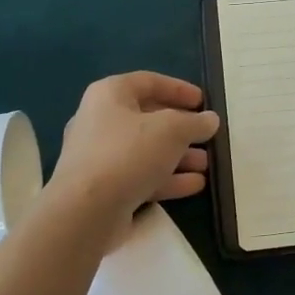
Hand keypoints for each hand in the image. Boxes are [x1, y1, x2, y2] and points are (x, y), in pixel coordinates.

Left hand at [51, 72, 220, 224]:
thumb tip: (210, 120)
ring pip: (146, 151)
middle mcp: (100, 121)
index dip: (179, 89)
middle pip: (148, 118)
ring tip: (207, 164)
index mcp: (109, 95)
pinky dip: (167, 179)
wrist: (84, 212)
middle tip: (207, 135)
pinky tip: (195, 185)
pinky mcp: (103, 189)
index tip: (203, 102)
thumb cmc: (128, 154)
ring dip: (178, 156)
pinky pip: (140, 176)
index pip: (149, 82)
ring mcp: (100, 158)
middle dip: (182, 128)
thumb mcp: (172, 130)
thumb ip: (195, 123)